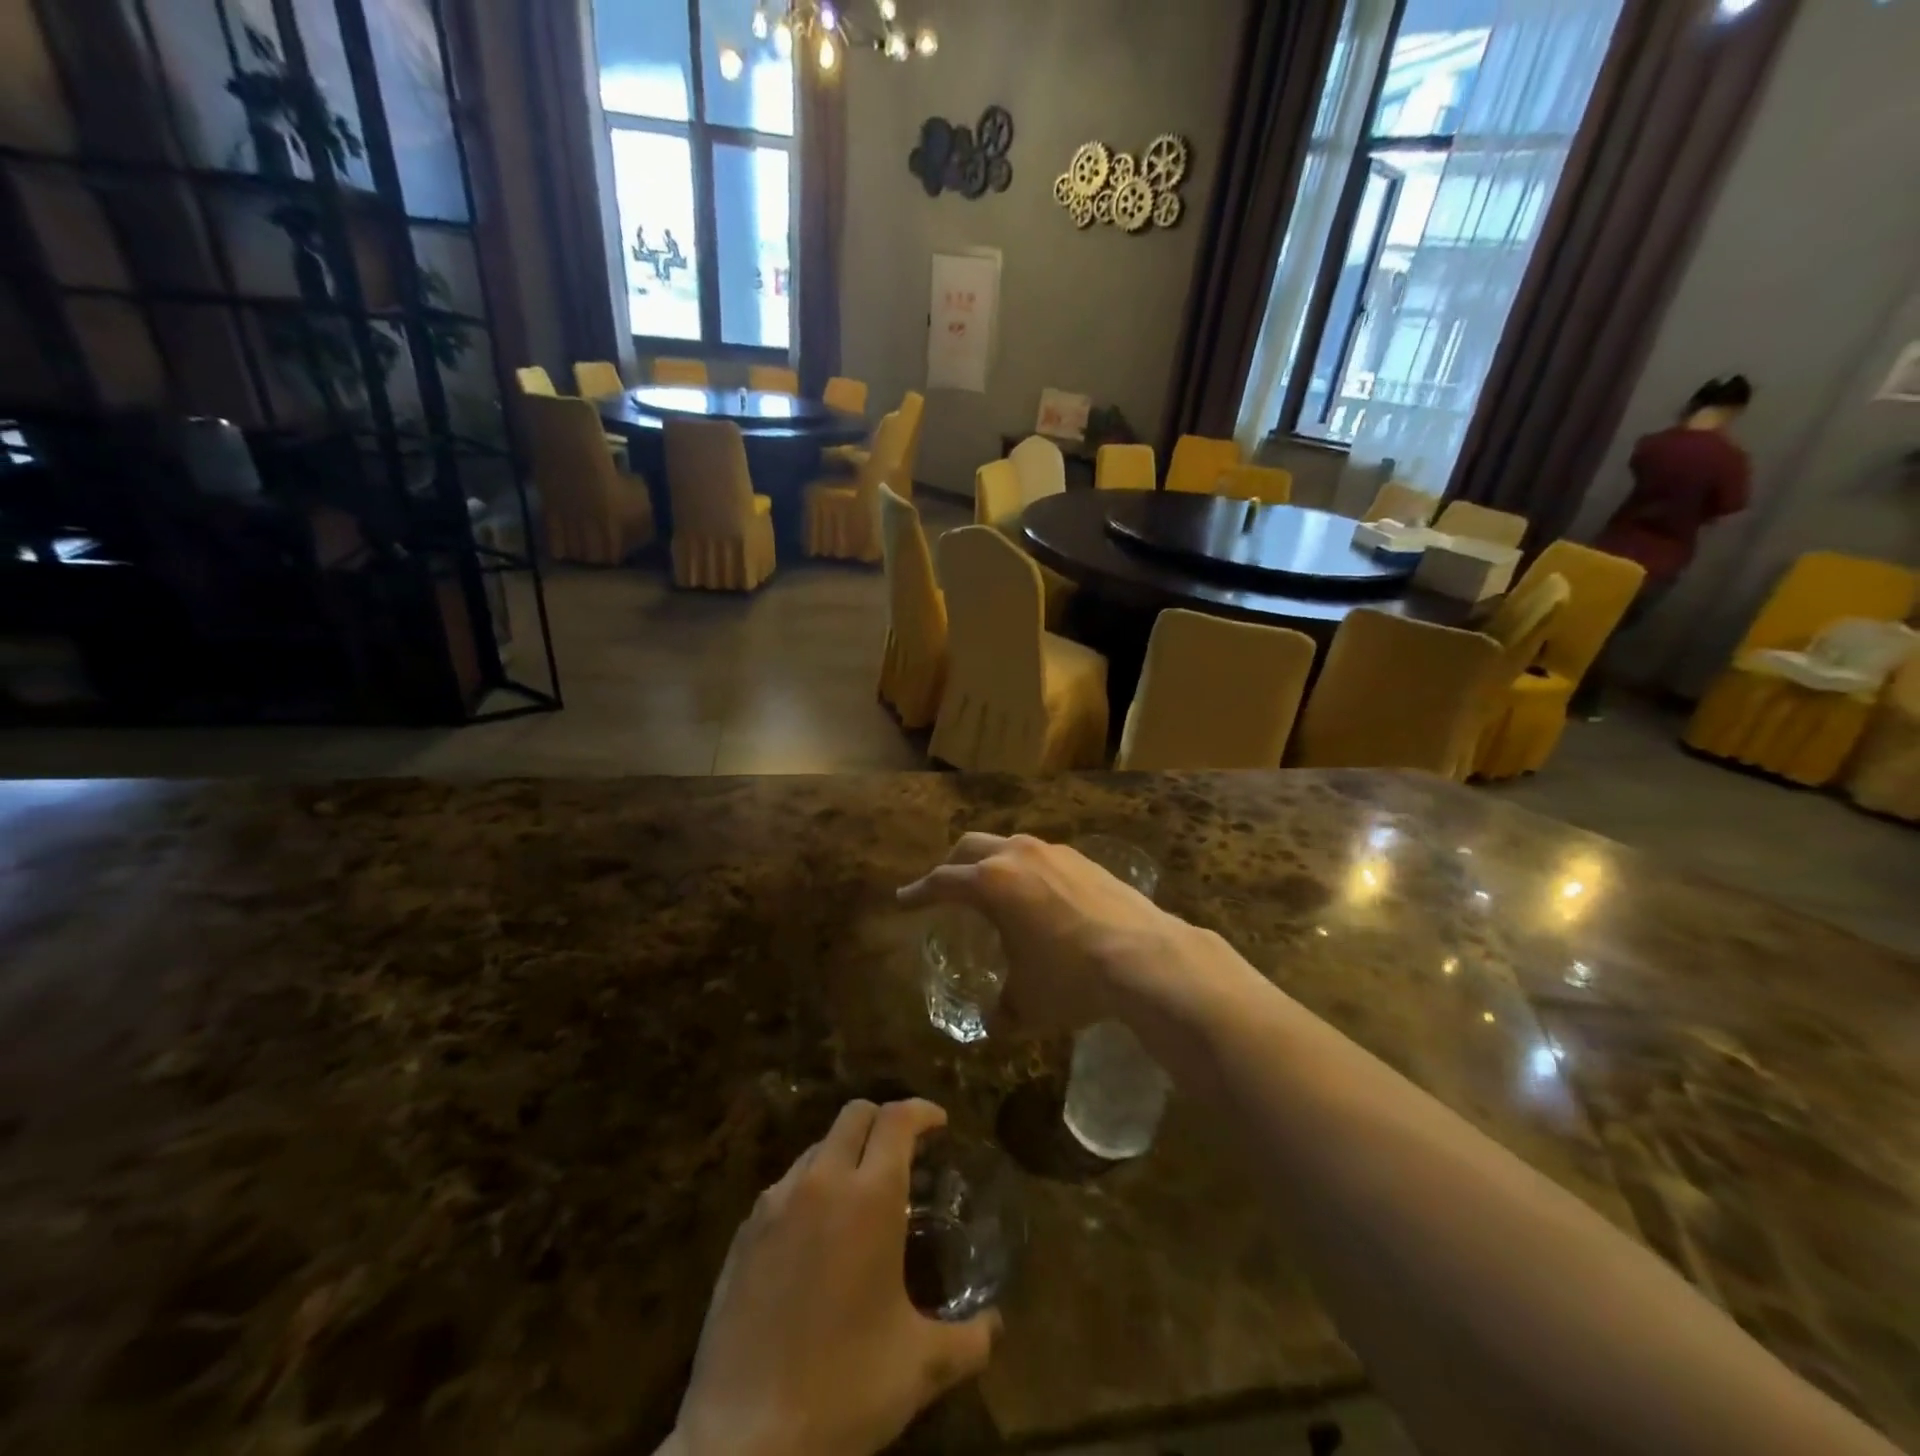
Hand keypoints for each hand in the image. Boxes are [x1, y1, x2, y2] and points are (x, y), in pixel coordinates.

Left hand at [672, 1099, 999, 1455]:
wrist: (743, 1441)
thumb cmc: (843, 1390)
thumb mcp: (920, 1367)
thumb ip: (969, 1339)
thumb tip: (996, 1326)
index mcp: (869, 1197)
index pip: (898, 1118)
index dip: (923, 1111)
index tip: (940, 1126)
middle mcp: (821, 1182)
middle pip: (855, 1115)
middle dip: (885, 1122)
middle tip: (905, 1156)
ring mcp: (775, 1203)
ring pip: (817, 1147)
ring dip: (845, 1154)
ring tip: (861, 1198)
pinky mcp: (743, 1232)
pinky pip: (785, 1186)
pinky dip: (811, 1189)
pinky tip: (817, 1238)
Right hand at [896, 833, 1206, 1038]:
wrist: (1145, 957)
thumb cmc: (1071, 978)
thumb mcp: (1027, 1004)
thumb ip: (1002, 1011)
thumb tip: (993, 1023)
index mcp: (991, 882)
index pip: (941, 881)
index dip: (918, 892)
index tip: (904, 899)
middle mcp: (1018, 856)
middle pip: (970, 847)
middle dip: (953, 865)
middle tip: (945, 886)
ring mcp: (1055, 852)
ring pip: (1010, 845)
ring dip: (993, 862)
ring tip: (994, 888)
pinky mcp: (1086, 860)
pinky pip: (1043, 857)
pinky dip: (1028, 869)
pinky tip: (1040, 896)